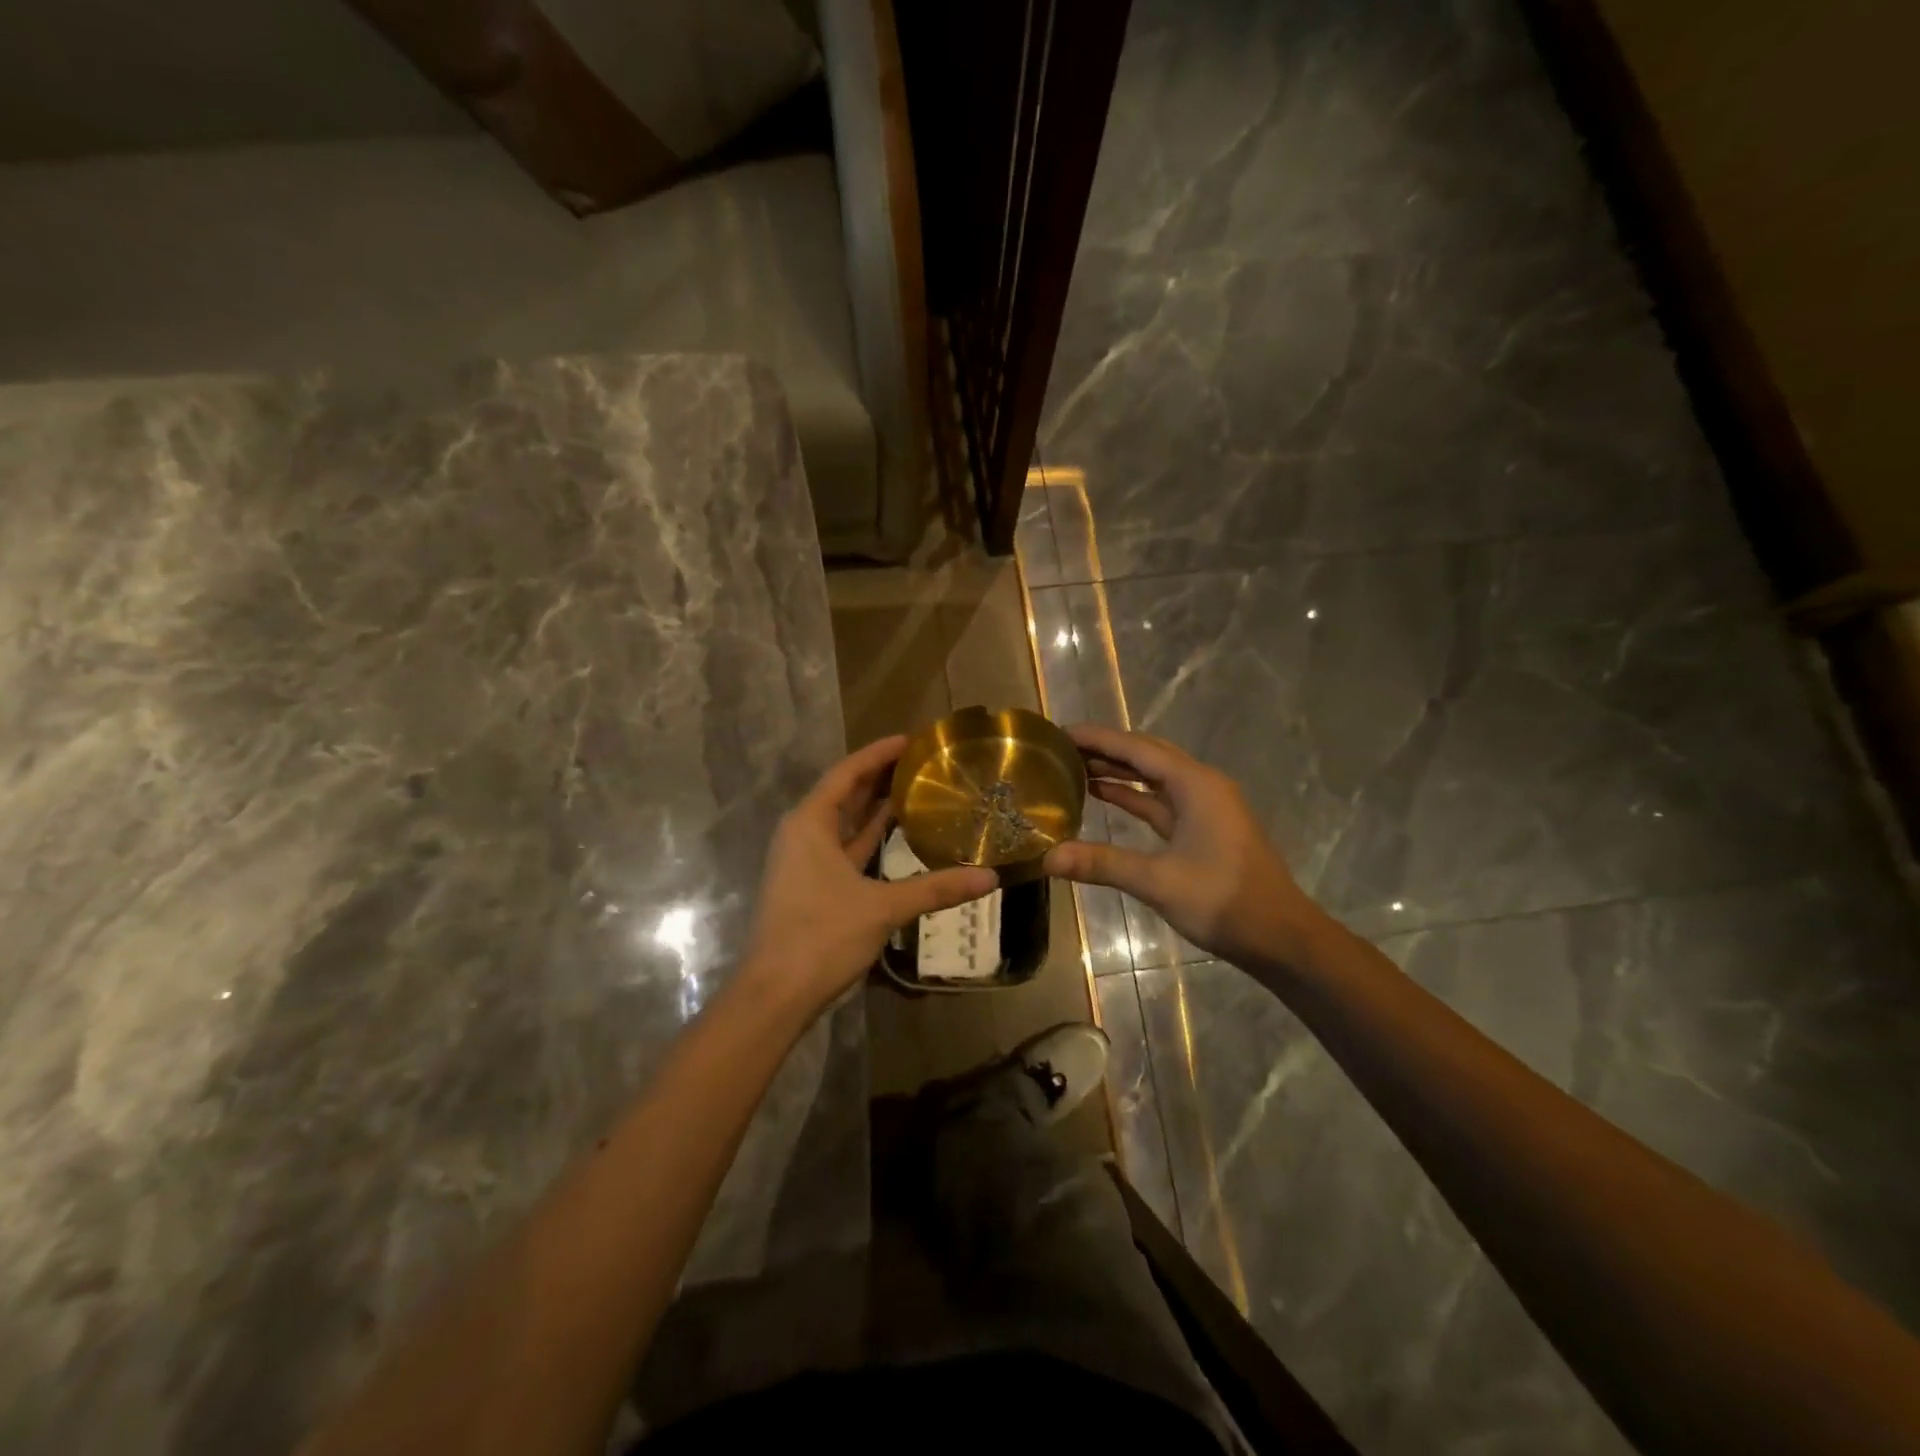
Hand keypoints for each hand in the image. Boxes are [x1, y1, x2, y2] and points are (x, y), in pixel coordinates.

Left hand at [739, 736, 996, 1017]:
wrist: (776, 994)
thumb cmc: (822, 936)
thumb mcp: (882, 908)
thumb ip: (936, 889)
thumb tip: (990, 878)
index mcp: (810, 823)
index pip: (848, 772)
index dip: (879, 753)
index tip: (913, 739)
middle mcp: (804, 833)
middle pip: (846, 792)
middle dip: (881, 775)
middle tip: (924, 762)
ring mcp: (806, 861)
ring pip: (845, 822)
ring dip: (876, 806)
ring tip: (918, 788)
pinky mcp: (813, 885)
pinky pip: (846, 847)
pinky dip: (870, 838)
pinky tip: (899, 834)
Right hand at [1043, 723, 1324, 970]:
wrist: (1280, 936)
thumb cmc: (1223, 901)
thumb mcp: (1158, 881)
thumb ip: (1102, 863)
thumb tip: (1047, 858)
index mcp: (1195, 784)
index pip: (1136, 748)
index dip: (1097, 738)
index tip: (1059, 732)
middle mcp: (1201, 785)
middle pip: (1146, 754)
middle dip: (1105, 748)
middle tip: (1061, 748)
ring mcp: (1204, 807)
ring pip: (1153, 776)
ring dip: (1117, 770)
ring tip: (1073, 766)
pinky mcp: (1202, 828)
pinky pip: (1160, 800)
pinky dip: (1132, 794)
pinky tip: (1103, 794)